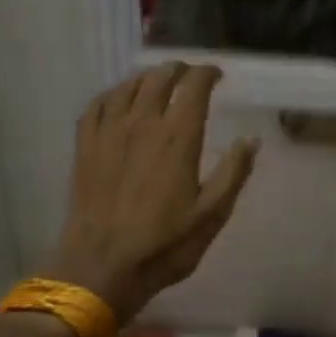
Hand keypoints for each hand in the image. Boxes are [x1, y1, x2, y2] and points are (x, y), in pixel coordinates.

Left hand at [43, 63, 258, 322]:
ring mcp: (109, 133)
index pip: (194, 87)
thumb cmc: (164, 245)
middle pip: (159, 78)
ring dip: (147, 77)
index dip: (207, 74)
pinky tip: (119, 99)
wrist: (101, 266)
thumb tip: (251, 140)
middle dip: (178, 70)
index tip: (217, 75)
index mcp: (178, 138)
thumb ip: (233, 173)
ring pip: (128, 86)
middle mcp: (142, 124)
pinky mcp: (85, 146)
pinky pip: (97, 104)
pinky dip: (113, 93)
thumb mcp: (211, 215)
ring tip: (158, 81)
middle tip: (190, 76)